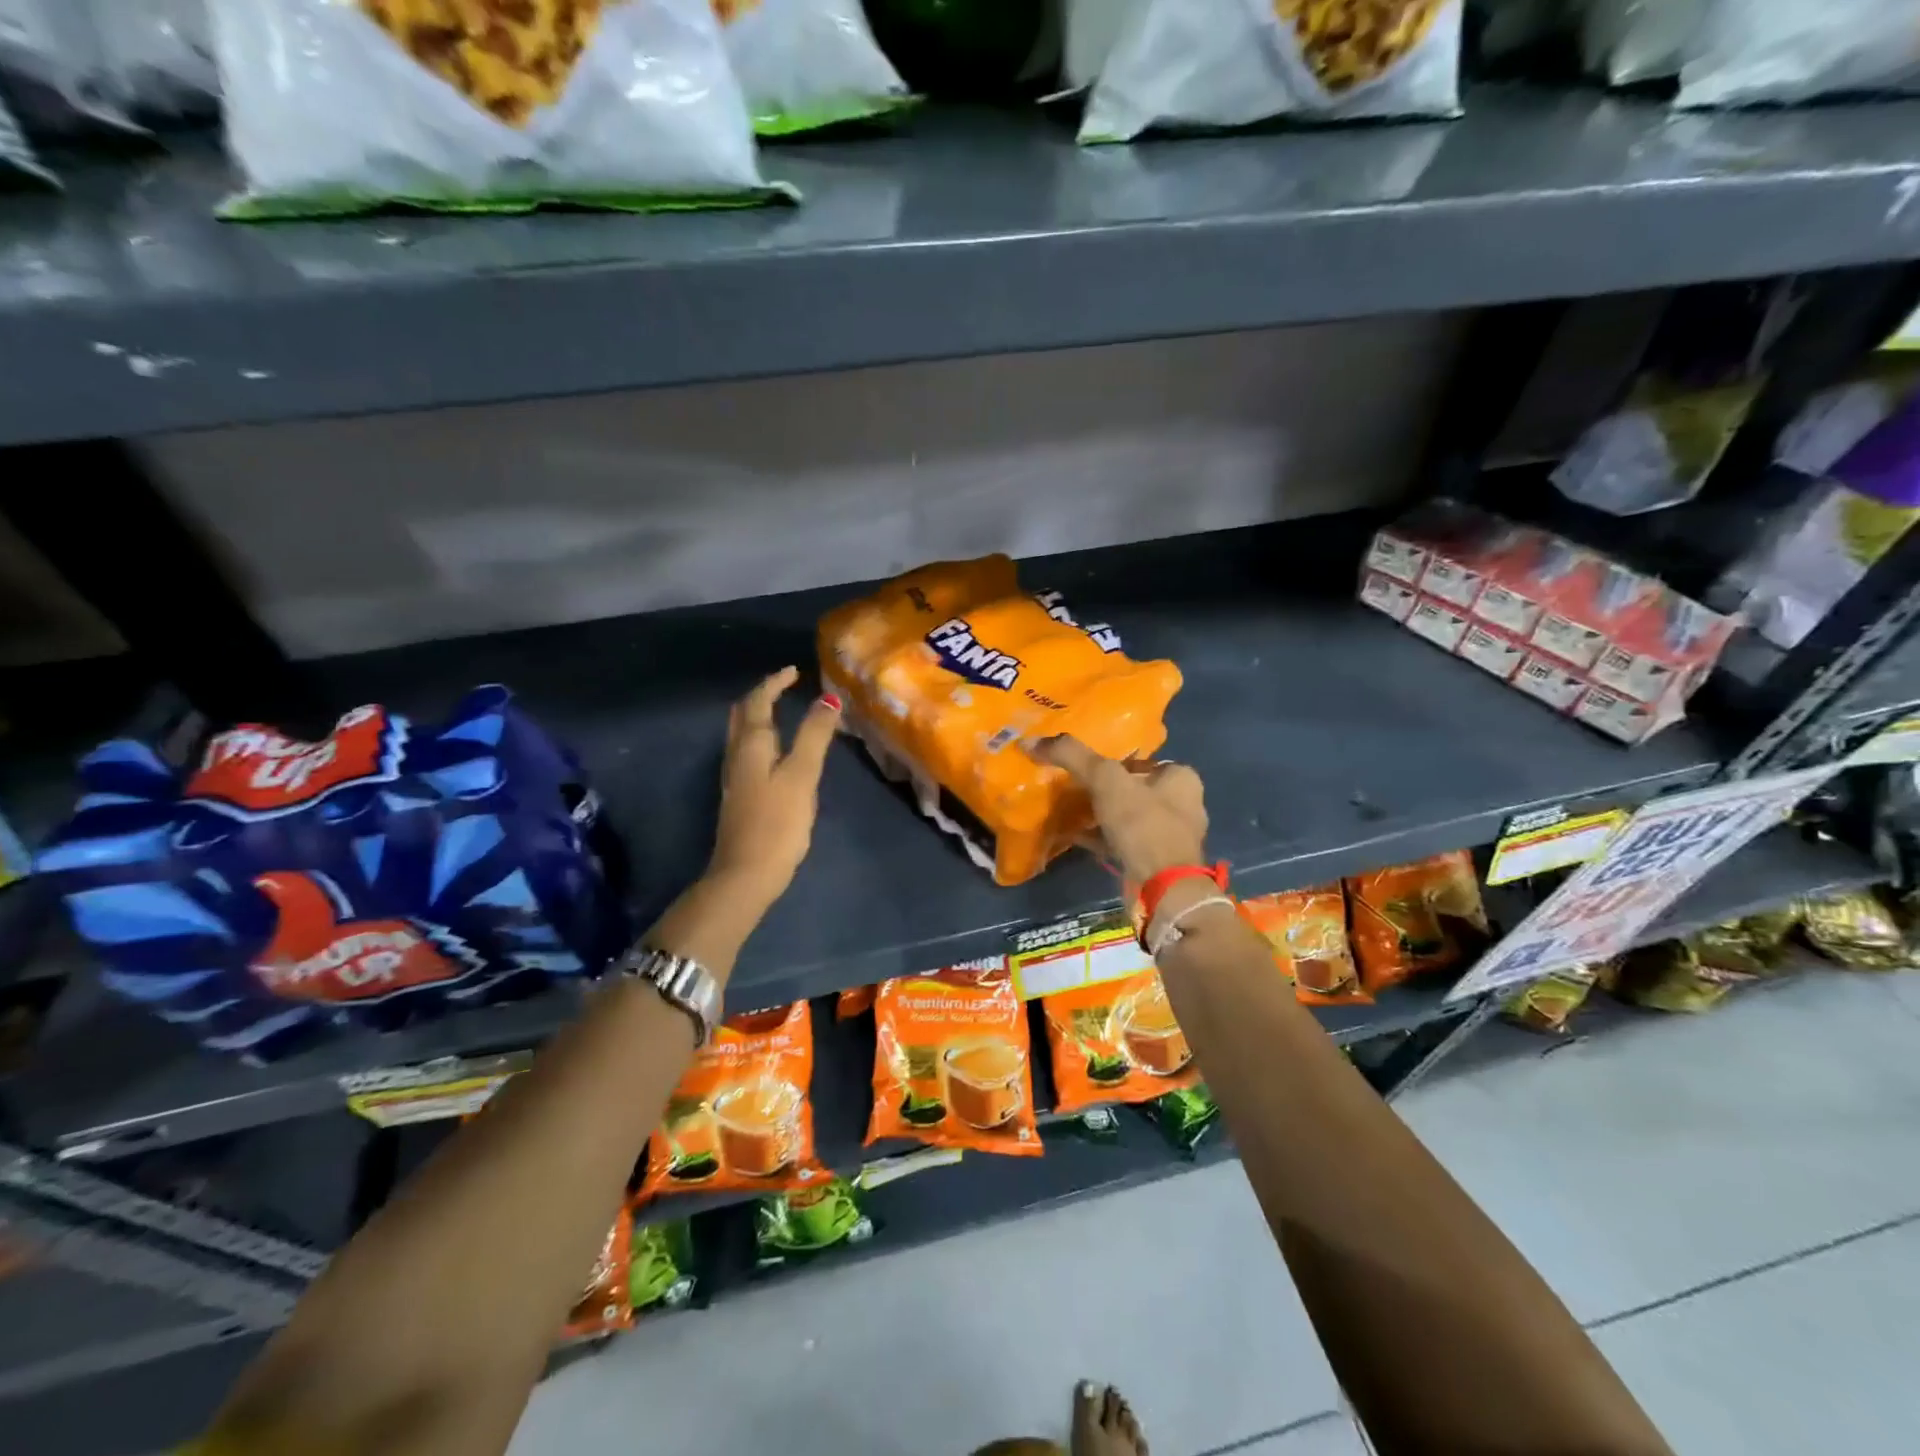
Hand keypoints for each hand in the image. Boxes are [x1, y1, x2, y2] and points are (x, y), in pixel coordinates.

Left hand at [707, 667, 840, 909]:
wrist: (745, 875)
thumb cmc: (777, 823)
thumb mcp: (802, 776)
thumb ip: (814, 736)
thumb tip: (828, 699)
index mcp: (751, 745)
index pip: (758, 702)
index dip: (774, 683)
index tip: (794, 671)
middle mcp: (736, 755)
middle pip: (742, 715)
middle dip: (761, 696)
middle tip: (784, 687)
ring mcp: (735, 778)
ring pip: (741, 735)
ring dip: (759, 717)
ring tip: (783, 712)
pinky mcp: (739, 797)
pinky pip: (747, 753)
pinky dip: (761, 739)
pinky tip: (775, 753)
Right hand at [1030, 735, 1208, 894]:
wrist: (1163, 889)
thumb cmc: (1143, 824)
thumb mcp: (1106, 780)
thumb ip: (1072, 756)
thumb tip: (1031, 741)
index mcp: (1181, 778)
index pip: (1141, 760)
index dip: (1111, 761)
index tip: (1083, 766)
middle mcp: (1182, 805)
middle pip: (1133, 789)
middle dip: (1104, 790)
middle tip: (1071, 787)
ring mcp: (1169, 837)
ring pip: (1127, 818)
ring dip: (1100, 815)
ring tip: (1068, 811)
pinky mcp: (1155, 862)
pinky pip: (1121, 843)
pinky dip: (1099, 838)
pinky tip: (1073, 836)